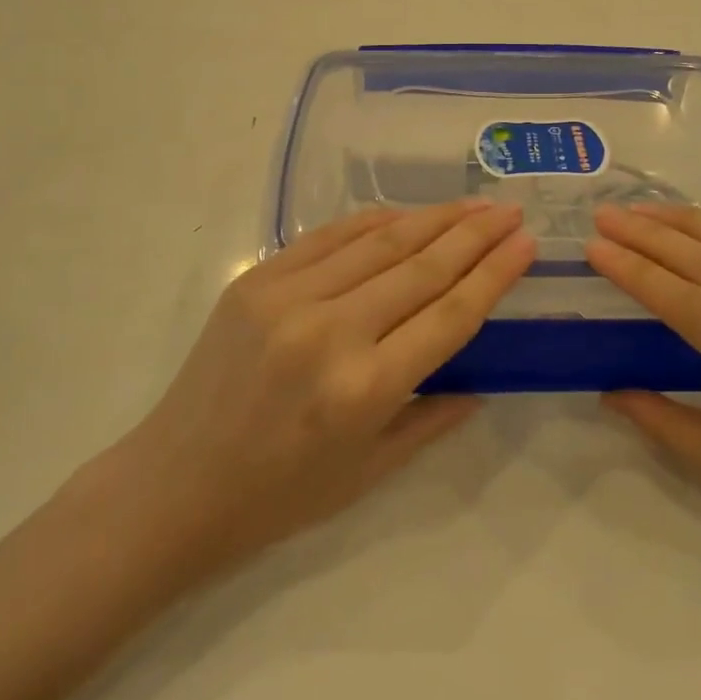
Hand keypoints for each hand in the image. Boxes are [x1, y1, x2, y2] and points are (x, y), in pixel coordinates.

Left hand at [112, 200, 534, 586]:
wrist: (174, 484)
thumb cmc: (279, 495)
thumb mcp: (370, 472)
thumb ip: (433, 416)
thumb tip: (483, 378)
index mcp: (364, 389)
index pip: (449, 315)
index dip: (494, 275)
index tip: (526, 244)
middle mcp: (330, 332)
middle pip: (421, 268)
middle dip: (474, 235)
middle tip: (510, 212)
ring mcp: (287, 297)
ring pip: (379, 242)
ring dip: (433, 218)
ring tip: (473, 204)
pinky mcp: (256, 280)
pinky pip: (329, 236)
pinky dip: (373, 221)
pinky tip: (405, 213)